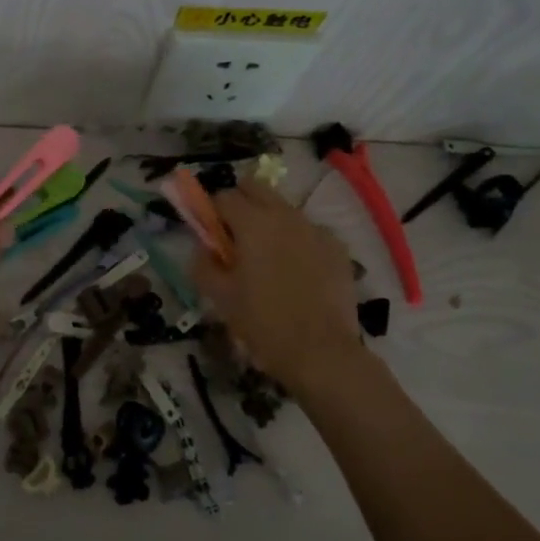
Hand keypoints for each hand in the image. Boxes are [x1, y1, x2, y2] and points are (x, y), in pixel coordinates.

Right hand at [189, 179, 360, 391]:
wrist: (321, 352)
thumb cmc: (262, 323)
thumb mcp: (219, 297)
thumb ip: (202, 264)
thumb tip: (202, 248)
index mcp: (252, 223)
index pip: (223, 197)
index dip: (211, 212)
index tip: (208, 234)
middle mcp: (285, 216)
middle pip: (256, 188)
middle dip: (240, 203)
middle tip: (233, 237)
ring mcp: (315, 229)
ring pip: (284, 209)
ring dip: (268, 221)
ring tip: (265, 258)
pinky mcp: (337, 247)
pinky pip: (308, 231)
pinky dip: (296, 241)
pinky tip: (295, 272)